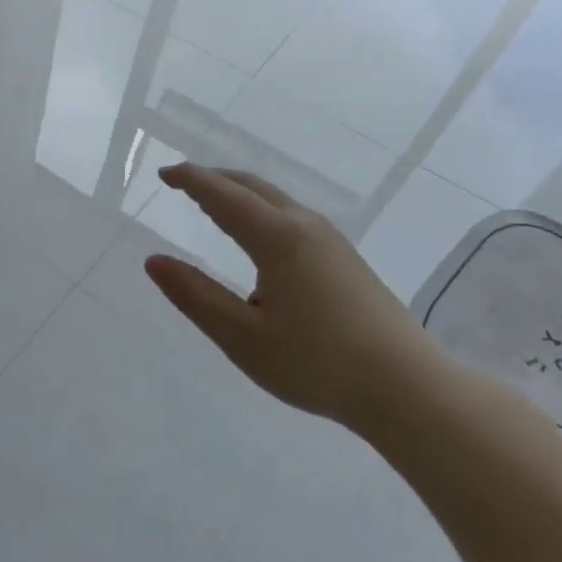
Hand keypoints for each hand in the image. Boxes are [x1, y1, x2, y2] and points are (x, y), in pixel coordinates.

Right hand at [143, 163, 447, 429]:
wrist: (407, 388)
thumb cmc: (317, 363)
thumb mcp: (242, 336)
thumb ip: (195, 296)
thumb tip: (154, 261)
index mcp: (277, 238)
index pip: (223, 196)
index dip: (191, 181)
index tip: (163, 173)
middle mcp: (305, 226)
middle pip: (252, 187)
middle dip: (215, 179)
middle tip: (182, 182)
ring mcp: (331, 241)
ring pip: (276, 201)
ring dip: (239, 194)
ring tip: (213, 203)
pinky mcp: (345, 259)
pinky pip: (292, 216)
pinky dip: (261, 211)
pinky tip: (258, 237)